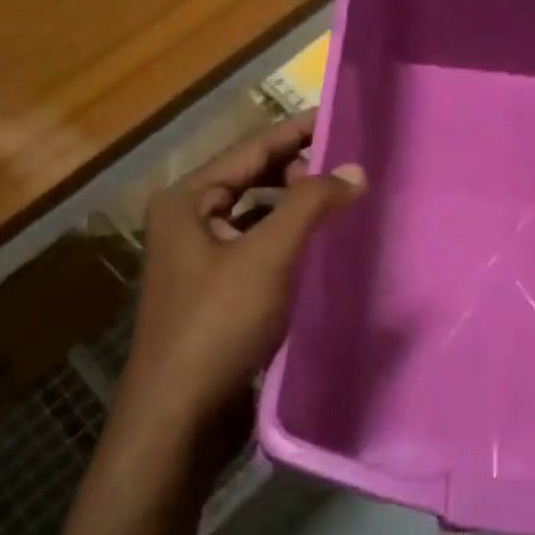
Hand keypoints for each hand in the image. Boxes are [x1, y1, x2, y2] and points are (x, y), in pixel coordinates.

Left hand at [116, 112, 364, 472]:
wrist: (180, 416)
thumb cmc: (218, 324)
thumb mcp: (268, 256)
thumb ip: (311, 205)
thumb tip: (355, 169)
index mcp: (188, 201)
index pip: (251, 150)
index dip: (297, 132)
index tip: (341, 117)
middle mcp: (189, 223)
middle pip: (252, 180)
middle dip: (299, 170)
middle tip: (350, 166)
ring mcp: (201, 261)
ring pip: (257, 217)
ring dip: (295, 208)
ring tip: (341, 202)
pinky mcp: (218, 295)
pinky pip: (259, 251)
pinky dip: (288, 243)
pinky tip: (319, 249)